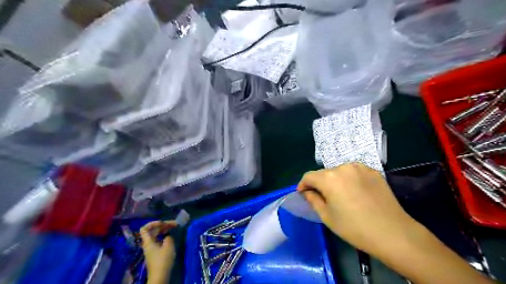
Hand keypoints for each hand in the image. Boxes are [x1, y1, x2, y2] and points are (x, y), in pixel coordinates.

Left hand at [139, 222, 175, 283]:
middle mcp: (148, 244)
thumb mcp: (168, 246)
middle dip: (163, 225)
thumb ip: (168, 237)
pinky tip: (171, 237)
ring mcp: (151, 249)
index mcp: (148, 242)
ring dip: (164, 230)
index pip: (144, 229)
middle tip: (174, 224)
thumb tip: (167, 236)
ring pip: (156, 236)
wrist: (160, 277)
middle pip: (152, 231)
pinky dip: (164, 236)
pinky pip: (158, 240)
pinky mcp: (155, 254)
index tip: (163, 222)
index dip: (153, 223)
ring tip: (173, 228)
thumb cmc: (163, 260)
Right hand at [295, 162, 417, 257]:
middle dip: (319, 184)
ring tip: (339, 195)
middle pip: (324, 173)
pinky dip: (349, 180)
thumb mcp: (327, 216)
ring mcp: (360, 167)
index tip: (302, 194)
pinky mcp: (373, 171)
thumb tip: (307, 192)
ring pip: (339, 172)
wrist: (393, 233)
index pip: (309, 176)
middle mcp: (343, 167)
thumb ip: (313, 200)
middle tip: (321, 198)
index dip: (303, 185)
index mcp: (329, 178)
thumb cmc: (354, 228)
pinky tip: (355, 193)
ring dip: (334, 181)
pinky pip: (354, 173)